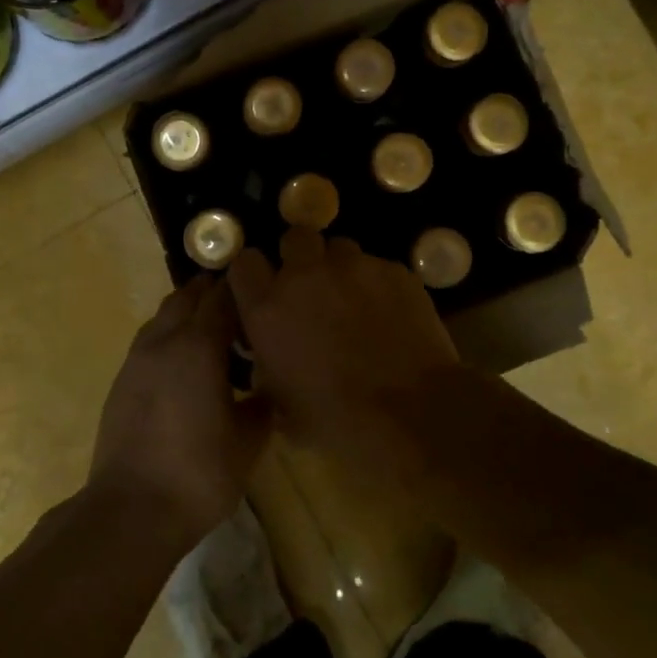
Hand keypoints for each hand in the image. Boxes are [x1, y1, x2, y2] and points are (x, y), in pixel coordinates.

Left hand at [88, 277, 271, 548]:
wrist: (131, 509)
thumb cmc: (199, 472)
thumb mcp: (249, 441)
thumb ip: (263, 403)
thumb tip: (269, 385)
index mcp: (198, 345)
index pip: (222, 296)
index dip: (243, 289)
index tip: (263, 290)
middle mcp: (164, 339)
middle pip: (188, 295)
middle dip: (213, 292)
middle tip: (242, 308)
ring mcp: (137, 358)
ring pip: (164, 315)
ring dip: (188, 312)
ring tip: (214, 334)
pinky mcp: (122, 379)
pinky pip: (150, 339)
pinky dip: (170, 336)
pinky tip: (186, 364)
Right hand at [227, 228, 460, 446]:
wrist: (412, 414)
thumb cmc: (337, 420)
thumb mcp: (280, 403)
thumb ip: (266, 365)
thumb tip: (267, 354)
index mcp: (268, 307)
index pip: (244, 262)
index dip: (254, 274)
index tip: (263, 289)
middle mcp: (305, 275)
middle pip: (295, 237)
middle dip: (300, 256)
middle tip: (311, 286)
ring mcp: (353, 267)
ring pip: (340, 249)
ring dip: (340, 269)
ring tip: (354, 299)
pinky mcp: (394, 270)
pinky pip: (378, 267)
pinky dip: (377, 284)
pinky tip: (389, 313)